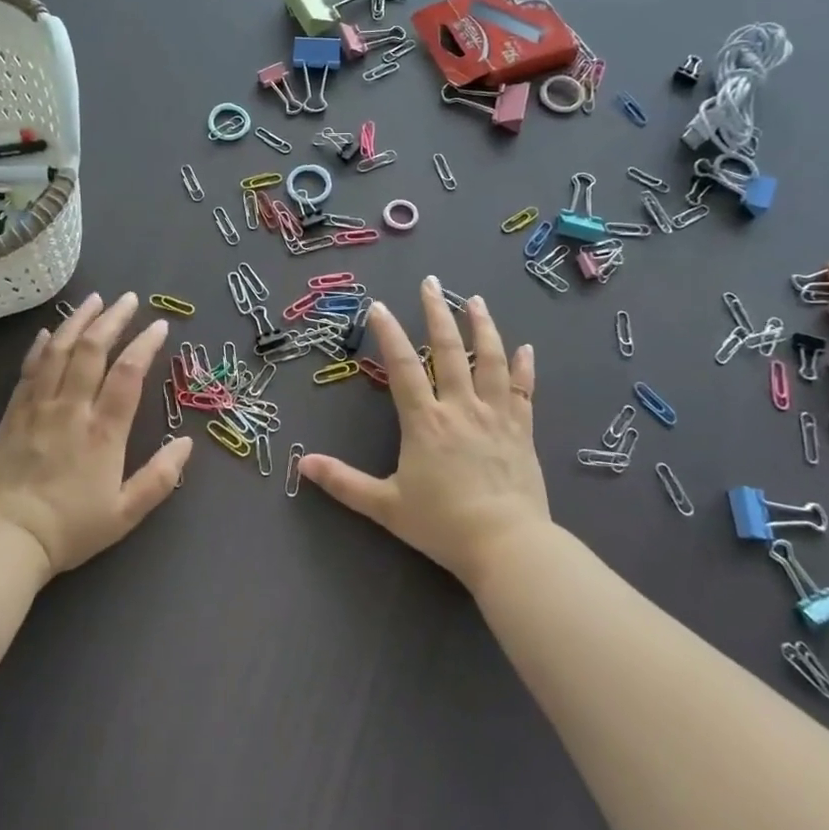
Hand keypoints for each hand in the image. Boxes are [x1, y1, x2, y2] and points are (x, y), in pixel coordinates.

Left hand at [0, 292, 189, 577]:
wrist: (6, 539)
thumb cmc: (71, 528)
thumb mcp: (126, 513)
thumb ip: (159, 477)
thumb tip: (187, 443)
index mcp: (103, 431)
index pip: (128, 374)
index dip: (145, 345)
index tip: (160, 326)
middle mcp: (71, 409)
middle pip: (92, 350)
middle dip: (113, 320)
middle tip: (128, 299)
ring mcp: (38, 407)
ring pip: (58, 351)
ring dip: (78, 321)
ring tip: (94, 300)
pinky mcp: (13, 413)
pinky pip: (29, 369)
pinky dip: (41, 346)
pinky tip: (49, 332)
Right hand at [299, 276, 548, 586]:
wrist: (508, 546)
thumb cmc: (443, 525)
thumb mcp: (386, 506)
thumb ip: (344, 483)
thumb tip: (302, 464)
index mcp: (425, 422)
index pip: (403, 366)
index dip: (389, 333)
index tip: (379, 305)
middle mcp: (460, 407)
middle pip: (449, 350)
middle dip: (437, 313)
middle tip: (430, 283)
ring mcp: (495, 415)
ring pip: (489, 360)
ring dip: (482, 327)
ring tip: (474, 300)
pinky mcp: (522, 430)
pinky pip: (524, 391)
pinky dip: (524, 367)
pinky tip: (526, 347)